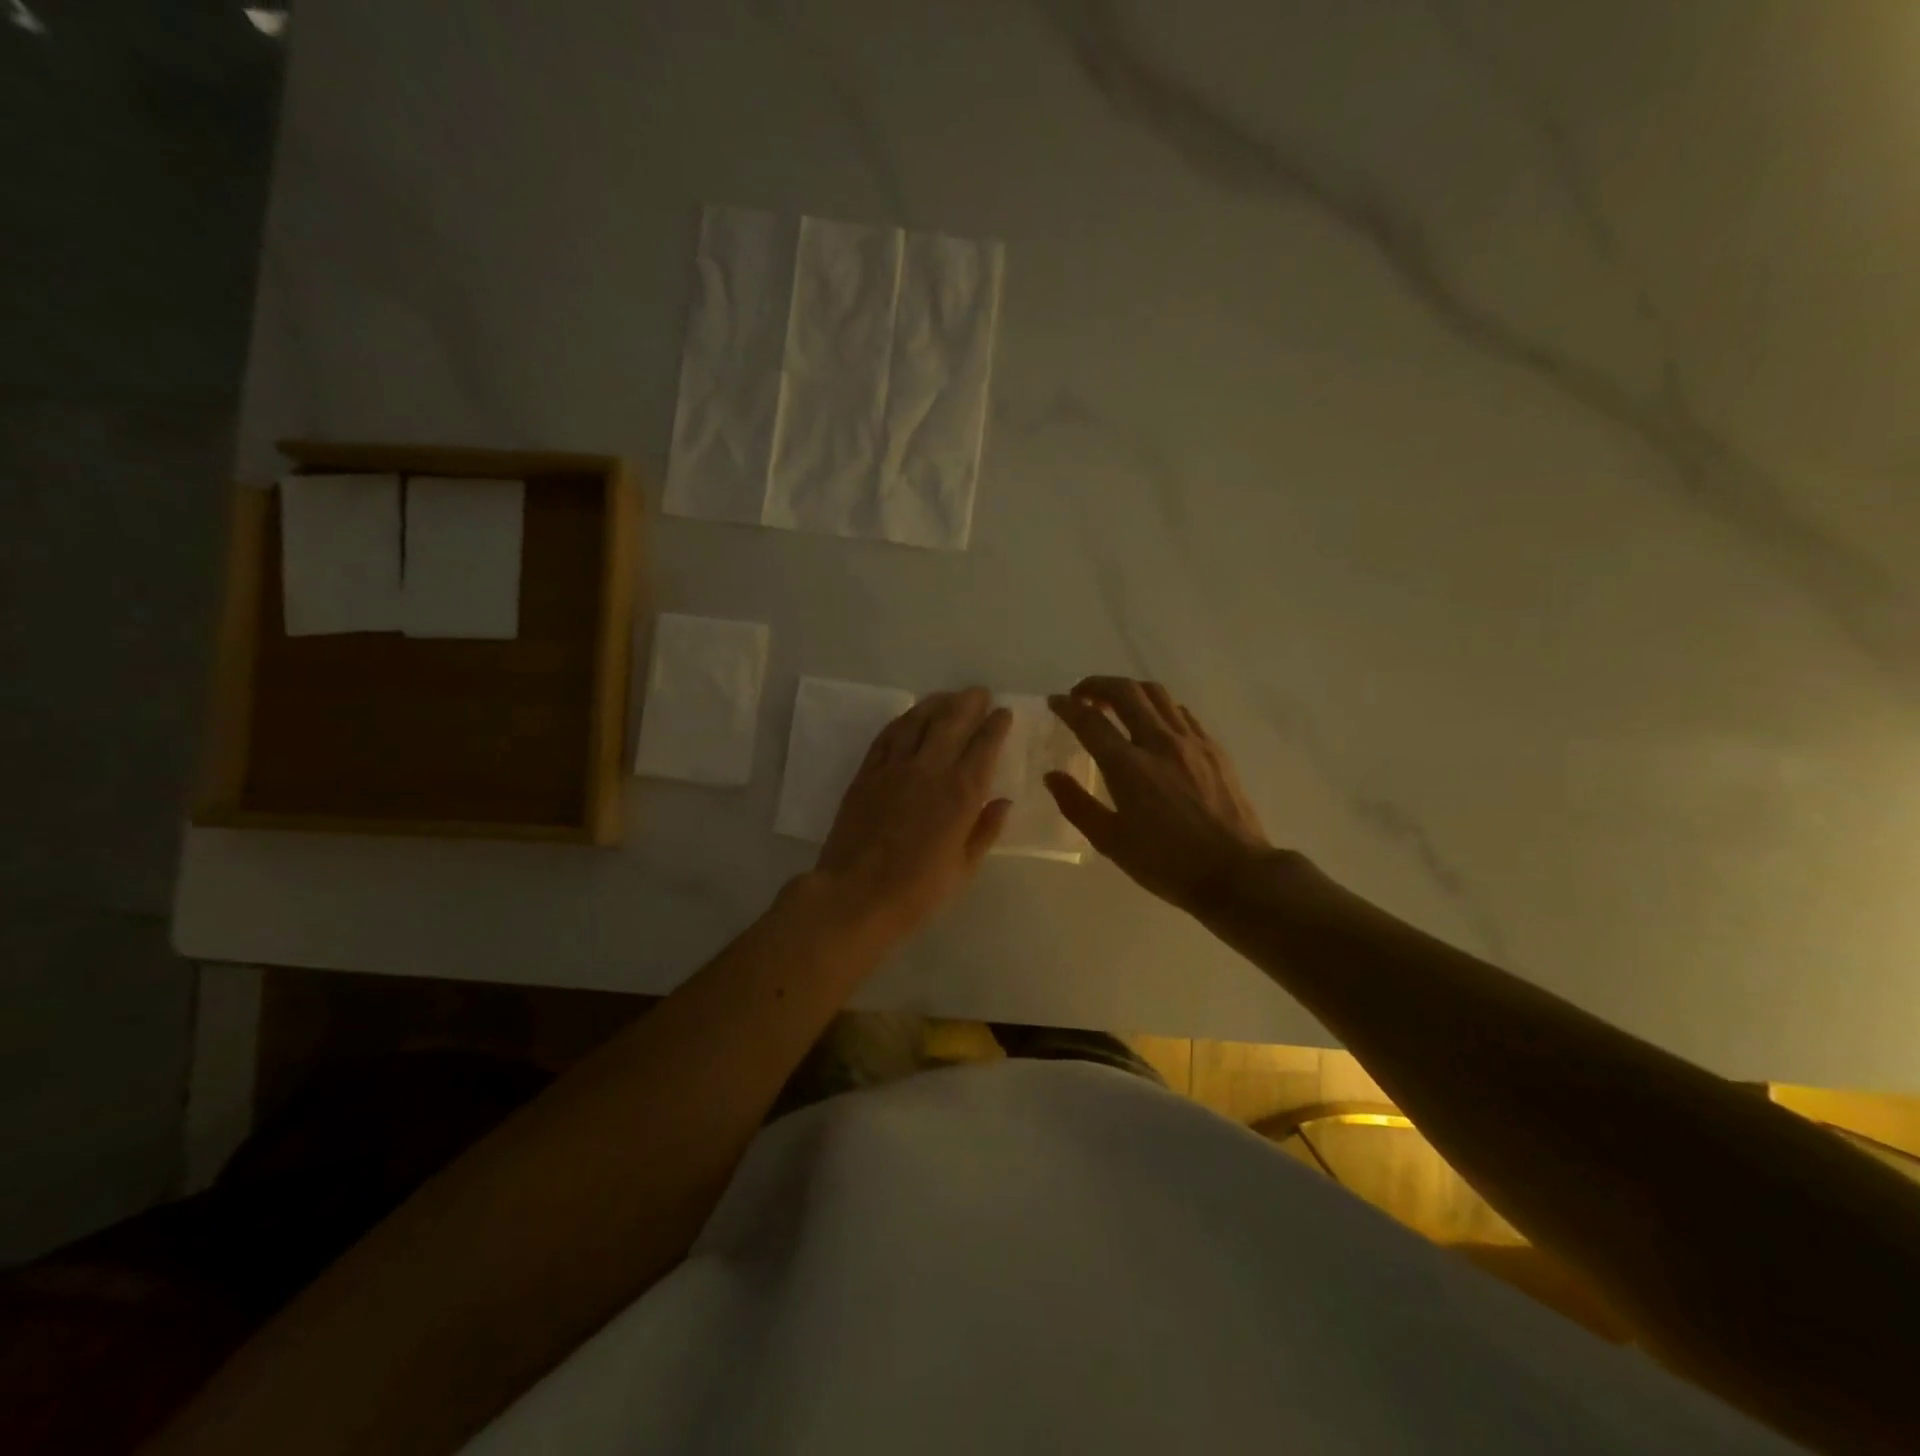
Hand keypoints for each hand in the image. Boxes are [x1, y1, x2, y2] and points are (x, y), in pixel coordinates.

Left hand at [814, 688, 1012, 944]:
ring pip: (918, 720)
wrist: (855, 895)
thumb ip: (985, 830)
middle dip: (969, 702)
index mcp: (961, 794)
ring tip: (948, 696)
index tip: (1004, 713)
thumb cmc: (917, 891)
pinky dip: (903, 720)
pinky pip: (887, 735)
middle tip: (979, 693)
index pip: (985, 746)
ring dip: (936, 703)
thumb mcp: (963, 868)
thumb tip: (1003, 802)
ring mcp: (894, 767)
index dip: (996, 725)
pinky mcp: (866, 772)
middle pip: (952, 722)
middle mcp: (930, 770)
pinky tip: (910, 716)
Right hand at [1046, 677, 1272, 912]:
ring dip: (1128, 690)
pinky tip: (1153, 723)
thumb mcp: (1111, 842)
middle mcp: (1159, 743)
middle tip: (1081, 695)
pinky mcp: (1213, 748)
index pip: (1090, 721)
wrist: (1235, 872)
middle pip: (1125, 692)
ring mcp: (1191, 742)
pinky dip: (1158, 707)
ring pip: (1156, 694)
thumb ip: (1076, 805)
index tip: (1055, 702)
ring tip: (1114, 702)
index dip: (1067, 707)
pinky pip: (1180, 712)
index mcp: (1128, 767)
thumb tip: (1052, 776)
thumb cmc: (1166, 863)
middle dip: (1096, 685)